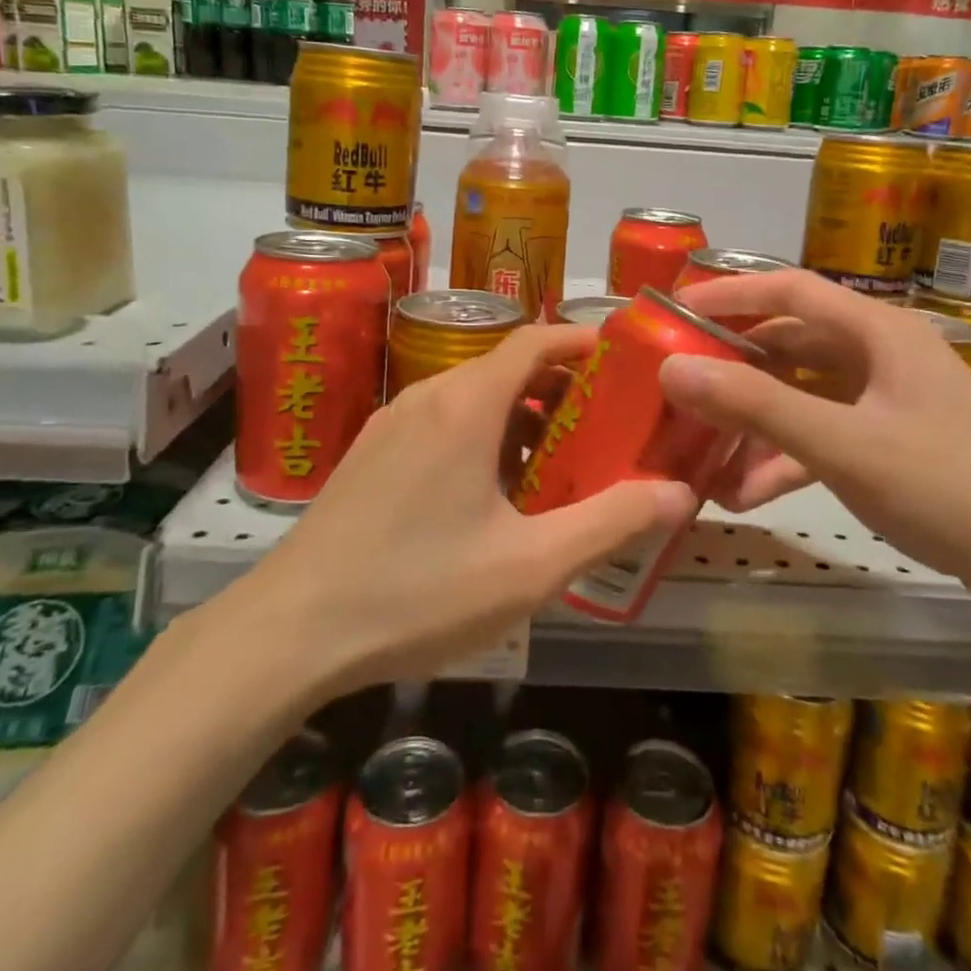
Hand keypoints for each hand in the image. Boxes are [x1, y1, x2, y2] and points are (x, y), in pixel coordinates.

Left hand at [239, 323, 695, 692]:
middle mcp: (427, 396)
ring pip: (472, 399)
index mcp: (467, 404)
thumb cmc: (418, 591)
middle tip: (602, 430)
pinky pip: (440, 424)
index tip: (623, 362)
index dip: (582, 341)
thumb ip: (610, 523)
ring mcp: (391, 424)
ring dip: (520, 419)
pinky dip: (480, 438)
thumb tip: (680, 492)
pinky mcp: (370, 454)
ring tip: (555, 469)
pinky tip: (490, 499)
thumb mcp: (530, 566)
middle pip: (506, 368)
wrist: (289, 630)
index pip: (535, 339)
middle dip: (560, 390)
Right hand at [660, 271, 970, 601]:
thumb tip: (673, 369)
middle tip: (676, 387)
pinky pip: (823, 435)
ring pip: (801, 395)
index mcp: (877, 331)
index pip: (788, 289)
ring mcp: (887, 401)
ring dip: (754, 422)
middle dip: (731, 367)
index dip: (727, 293)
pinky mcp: (892, 444)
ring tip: (701, 454)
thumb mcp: (845, 446)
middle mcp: (880, 354)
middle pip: (788, 343)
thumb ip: (757, 406)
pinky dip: (785, 456)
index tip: (671, 310)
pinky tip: (748, 492)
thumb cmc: (954, 488)